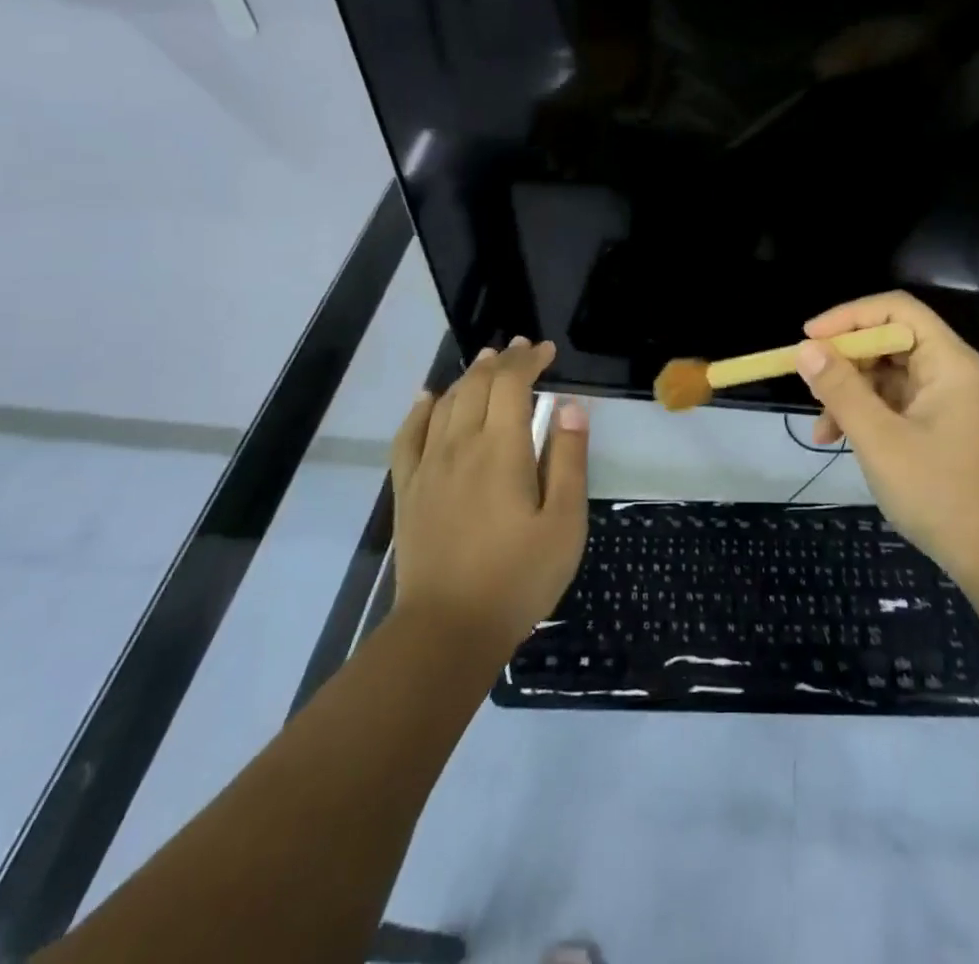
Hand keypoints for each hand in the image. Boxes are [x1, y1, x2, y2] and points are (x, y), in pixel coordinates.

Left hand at [389, 338, 588, 660]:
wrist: (448, 629)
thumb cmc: (519, 577)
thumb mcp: (565, 522)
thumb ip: (568, 459)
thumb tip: (570, 406)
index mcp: (501, 449)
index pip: (512, 384)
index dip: (530, 361)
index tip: (548, 351)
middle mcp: (460, 446)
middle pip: (477, 385)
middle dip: (502, 361)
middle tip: (523, 350)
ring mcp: (428, 467)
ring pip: (446, 404)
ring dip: (469, 377)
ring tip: (487, 363)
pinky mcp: (409, 491)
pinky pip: (407, 436)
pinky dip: (420, 410)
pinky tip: (428, 398)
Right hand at [796, 292, 978, 583]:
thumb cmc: (940, 492)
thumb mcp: (880, 439)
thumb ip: (841, 389)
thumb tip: (806, 348)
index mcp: (949, 362)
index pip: (897, 310)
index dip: (850, 317)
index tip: (809, 338)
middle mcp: (951, 372)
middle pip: (890, 342)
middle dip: (845, 362)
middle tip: (809, 384)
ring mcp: (947, 401)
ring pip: (888, 377)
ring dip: (850, 395)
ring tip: (822, 429)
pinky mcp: (941, 426)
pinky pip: (896, 404)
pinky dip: (866, 416)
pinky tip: (838, 441)